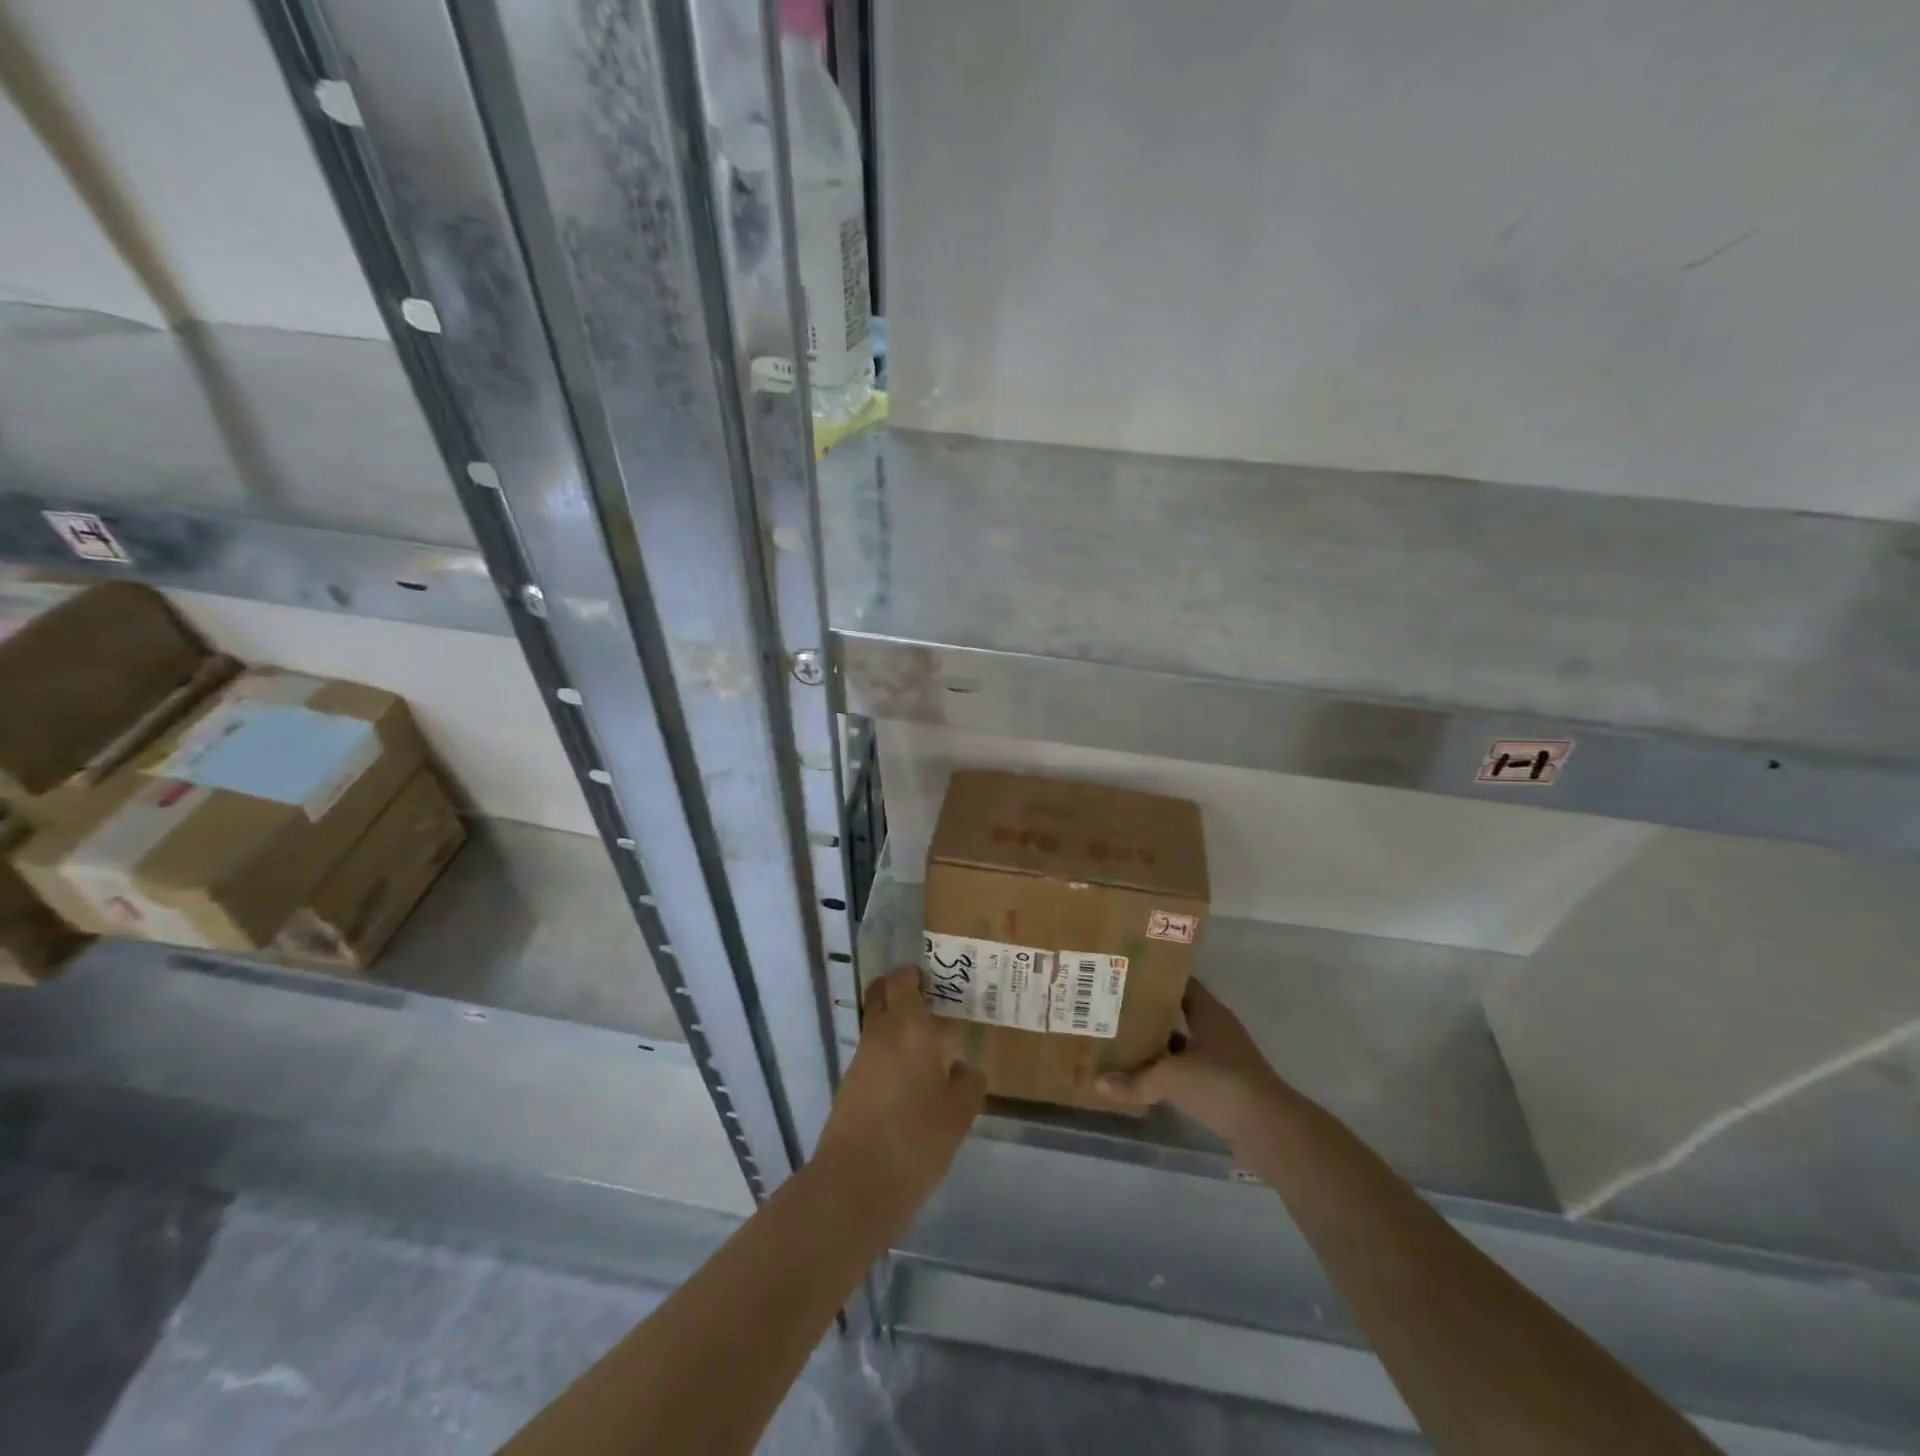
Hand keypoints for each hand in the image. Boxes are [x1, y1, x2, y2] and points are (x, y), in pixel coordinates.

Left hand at [812, 966, 986, 1222]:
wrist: (856, 1184)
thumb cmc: (916, 1138)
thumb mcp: (960, 1113)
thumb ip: (967, 1082)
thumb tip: (960, 1068)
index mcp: (909, 1026)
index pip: (902, 980)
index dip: (915, 975)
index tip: (933, 981)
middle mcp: (879, 1034)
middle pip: (880, 994)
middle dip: (898, 991)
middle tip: (928, 1003)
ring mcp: (859, 1060)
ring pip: (875, 1025)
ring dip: (894, 1026)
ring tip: (925, 1047)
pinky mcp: (848, 1086)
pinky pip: (870, 1055)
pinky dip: (887, 1055)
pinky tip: (908, 1080)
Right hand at [1097, 979, 1291, 1146]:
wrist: (1270, 1131)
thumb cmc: (1221, 1085)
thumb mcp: (1171, 1078)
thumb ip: (1135, 1080)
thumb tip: (1098, 1082)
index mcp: (1209, 1013)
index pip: (1180, 983)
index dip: (1154, 978)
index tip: (1124, 976)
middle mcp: (1217, 1030)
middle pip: (1178, 1013)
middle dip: (1149, 1013)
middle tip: (1113, 1010)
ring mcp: (1223, 1060)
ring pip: (1182, 1045)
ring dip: (1158, 1046)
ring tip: (1121, 1043)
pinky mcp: (1224, 1088)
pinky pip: (1188, 1072)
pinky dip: (1169, 1074)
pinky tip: (1144, 1079)